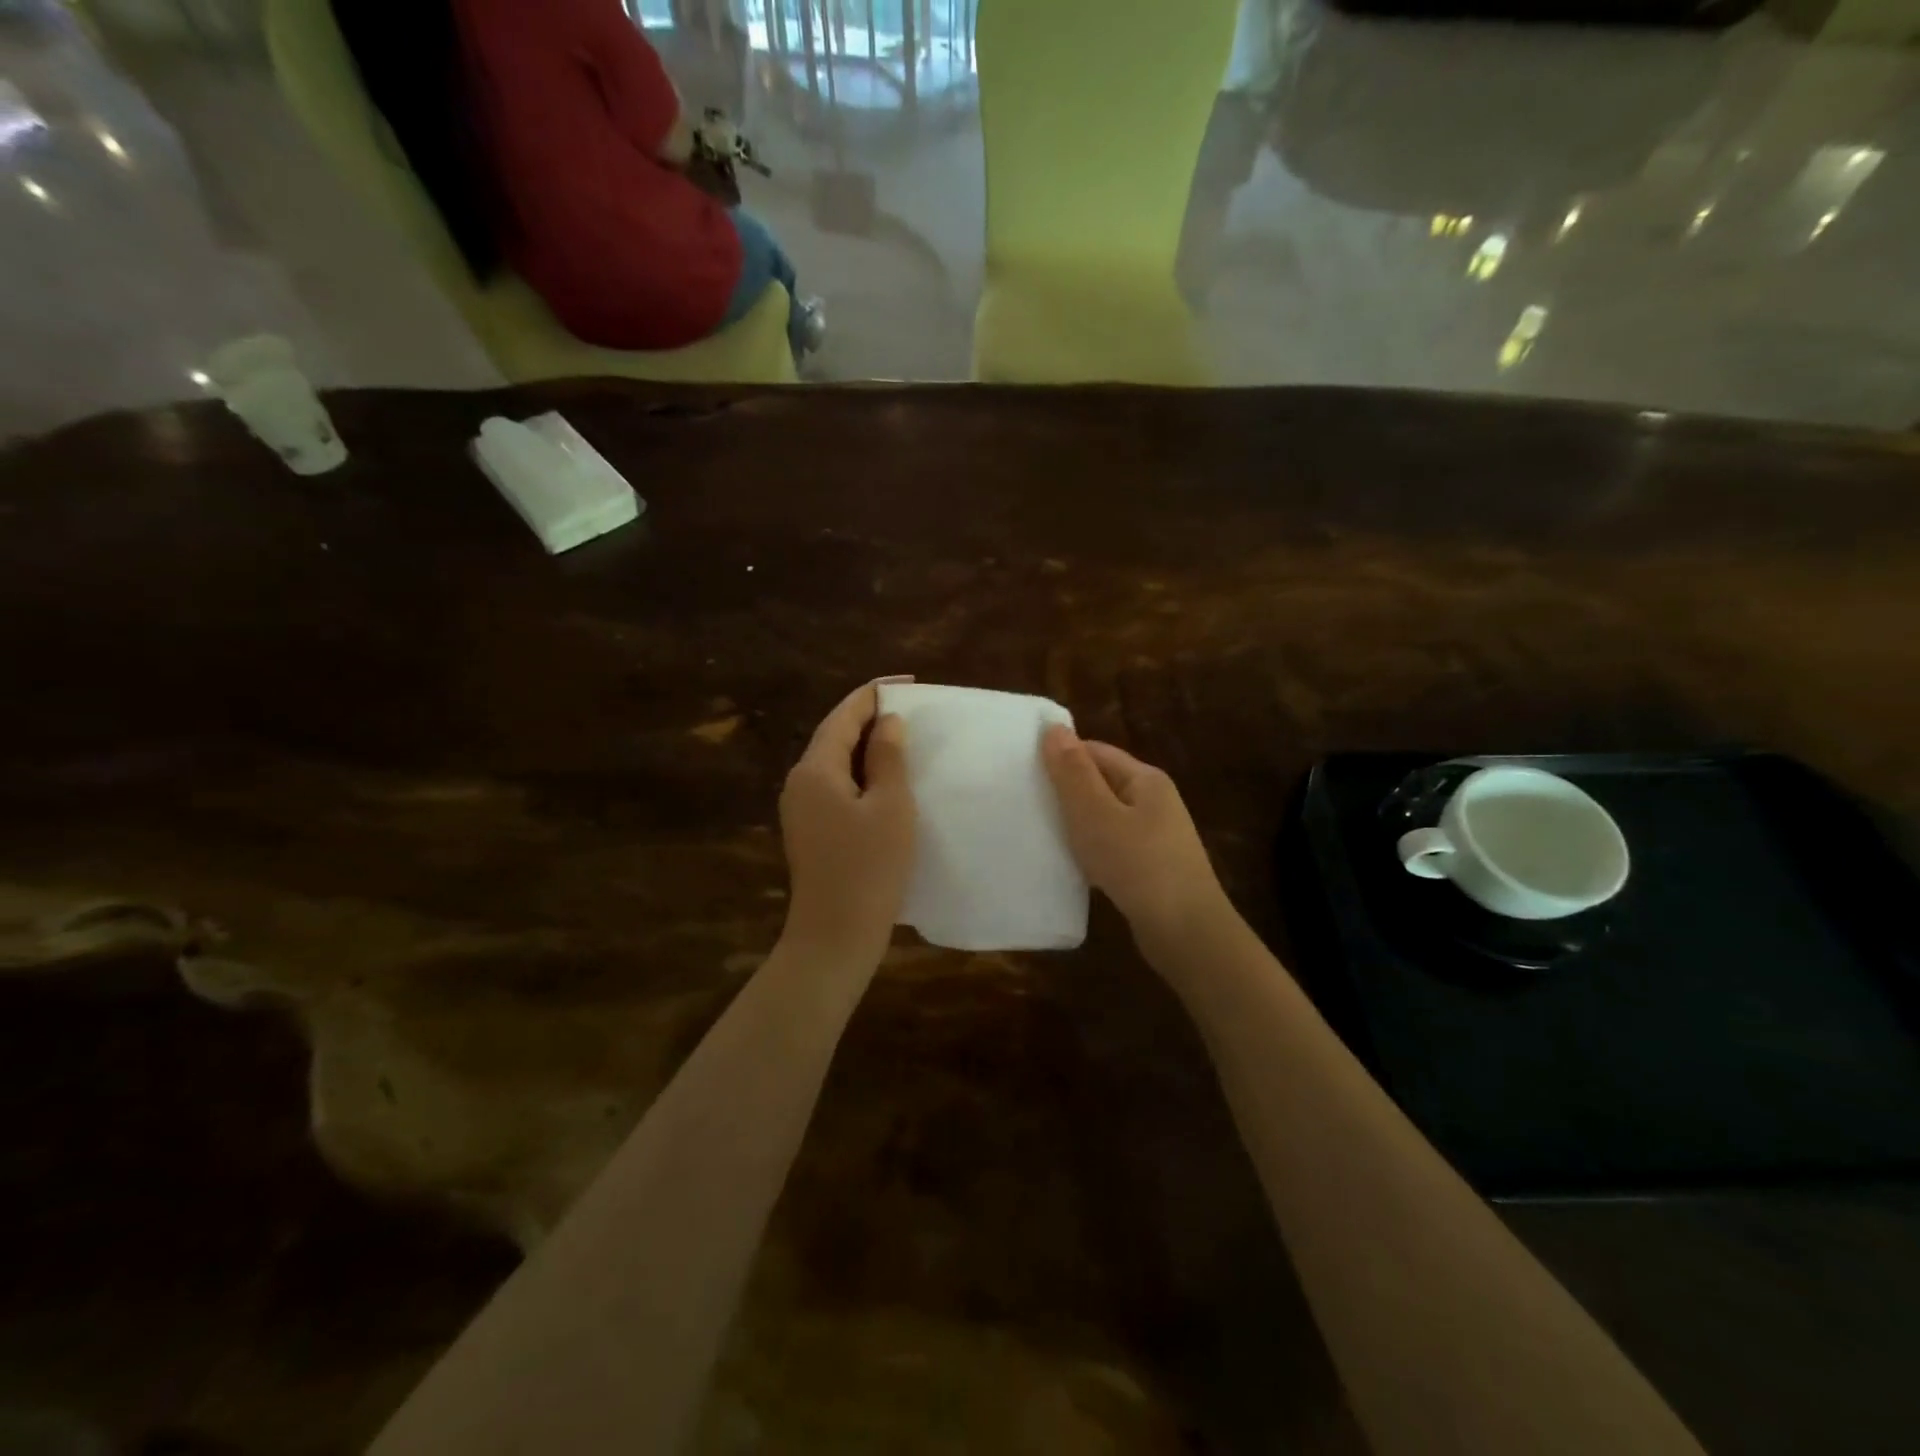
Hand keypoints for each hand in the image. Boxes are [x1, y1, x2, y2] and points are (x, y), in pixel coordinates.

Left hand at [779, 683, 914, 962]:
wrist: (835, 935)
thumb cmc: (869, 868)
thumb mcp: (890, 807)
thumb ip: (889, 758)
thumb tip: (887, 723)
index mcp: (815, 769)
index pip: (844, 715)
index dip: (874, 694)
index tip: (908, 684)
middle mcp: (799, 782)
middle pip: (834, 735)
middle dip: (870, 718)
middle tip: (911, 710)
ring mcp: (801, 808)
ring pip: (835, 762)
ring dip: (866, 746)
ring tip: (903, 740)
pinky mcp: (810, 831)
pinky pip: (836, 786)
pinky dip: (861, 773)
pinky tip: (886, 781)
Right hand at [1042, 726, 1226, 945]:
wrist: (1185, 931)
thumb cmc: (1137, 864)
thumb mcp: (1096, 813)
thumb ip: (1073, 772)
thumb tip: (1054, 728)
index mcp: (1145, 779)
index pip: (1096, 751)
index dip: (1061, 756)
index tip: (1024, 770)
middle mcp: (1154, 801)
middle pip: (1101, 782)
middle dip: (1066, 790)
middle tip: (1025, 800)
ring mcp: (1156, 835)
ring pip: (1105, 816)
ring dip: (1076, 822)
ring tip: (1040, 830)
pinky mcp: (1151, 866)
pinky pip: (1112, 845)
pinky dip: (1090, 848)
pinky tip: (1070, 862)